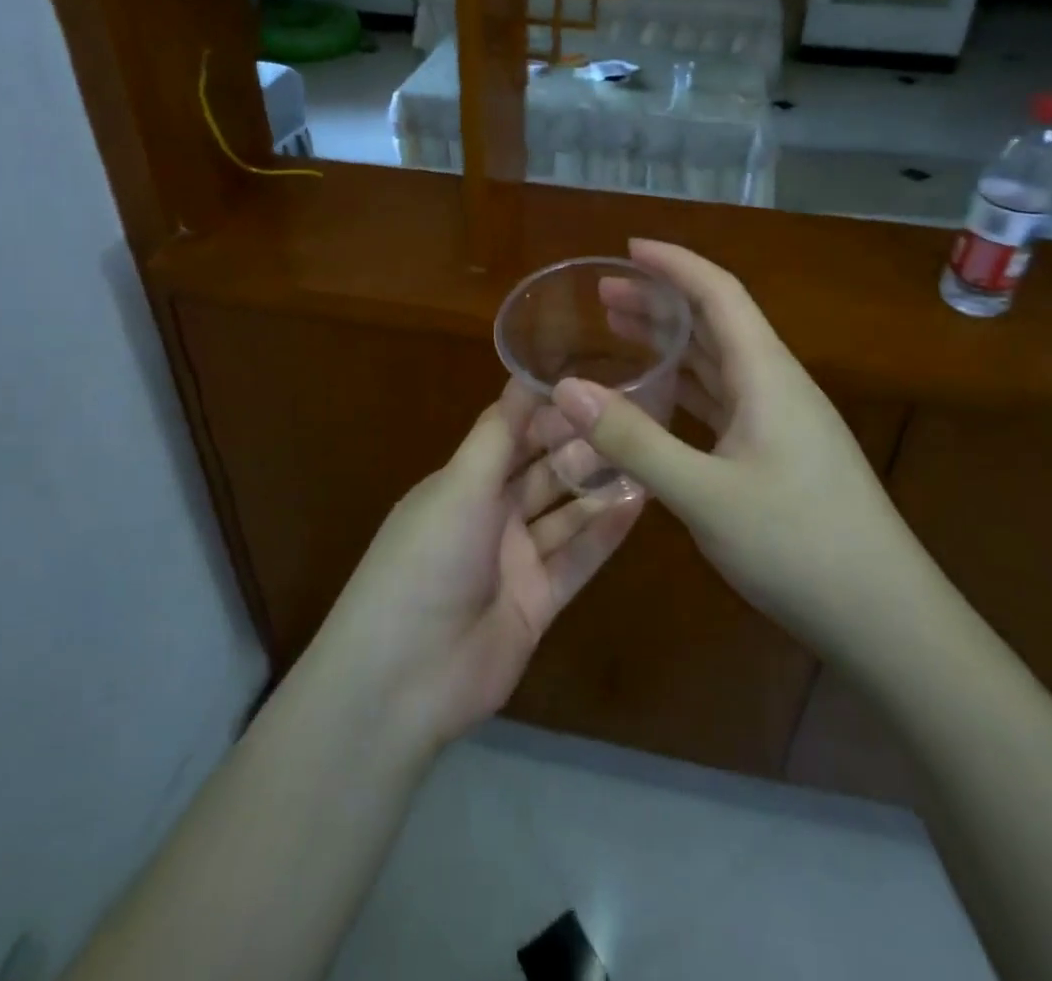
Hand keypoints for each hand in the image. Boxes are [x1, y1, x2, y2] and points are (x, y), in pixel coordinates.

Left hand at [311, 380, 642, 753]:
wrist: (406, 677)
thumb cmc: (427, 559)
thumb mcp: (459, 484)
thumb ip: (499, 433)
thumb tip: (524, 374)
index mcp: (462, 483)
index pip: (511, 434)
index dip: (547, 411)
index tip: (593, 384)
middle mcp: (489, 516)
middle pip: (542, 472)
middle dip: (580, 448)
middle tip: (632, 419)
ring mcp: (515, 561)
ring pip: (565, 514)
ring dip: (599, 488)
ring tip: (645, 455)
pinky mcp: (538, 603)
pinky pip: (578, 560)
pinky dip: (604, 534)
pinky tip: (639, 504)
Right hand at [550, 240, 923, 650]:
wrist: (884, 617)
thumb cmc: (799, 545)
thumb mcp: (705, 494)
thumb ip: (634, 440)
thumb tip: (567, 388)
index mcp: (767, 374)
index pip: (718, 293)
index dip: (674, 264)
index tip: (628, 249)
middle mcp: (775, 384)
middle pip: (716, 323)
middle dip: (662, 301)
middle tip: (604, 294)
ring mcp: (780, 420)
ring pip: (719, 363)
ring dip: (674, 344)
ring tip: (620, 332)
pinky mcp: (778, 452)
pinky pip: (724, 400)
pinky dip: (687, 387)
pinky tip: (659, 397)